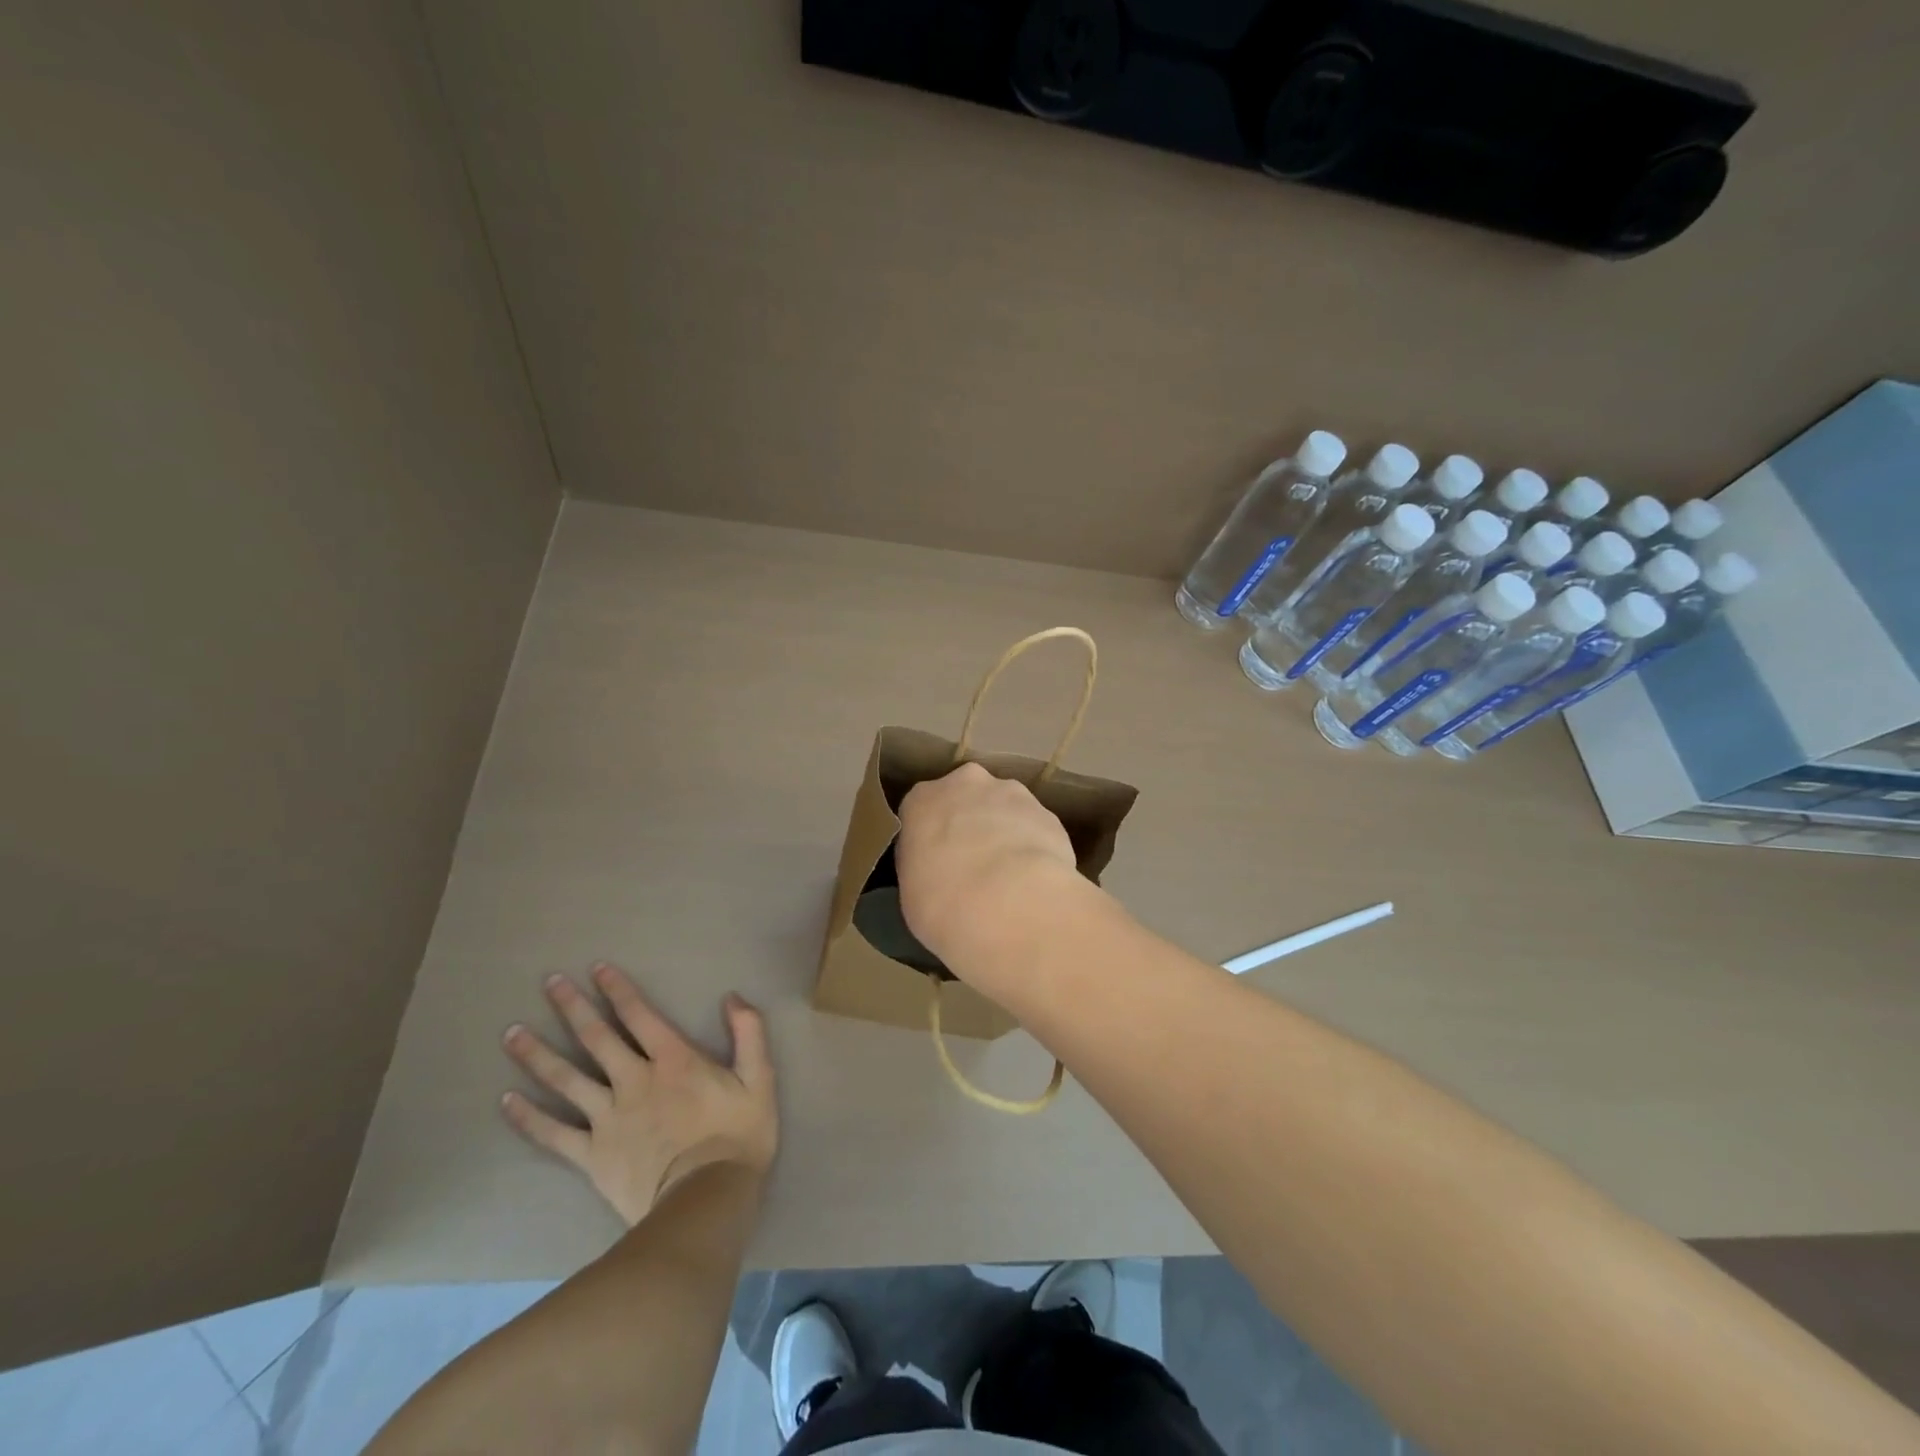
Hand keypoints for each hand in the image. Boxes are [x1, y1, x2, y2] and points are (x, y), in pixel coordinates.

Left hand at [500, 963, 776, 1225]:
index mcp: (673, 1060)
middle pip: (597, 1038)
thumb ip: (749, 1033)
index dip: (617, 990)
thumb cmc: (737, 1137)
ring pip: (566, 1079)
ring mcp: (608, 1118)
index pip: (639, 1015)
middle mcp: (634, 1080)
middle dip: (572, 1007)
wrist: (705, 1201)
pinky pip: (553, 1133)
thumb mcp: (759, 1079)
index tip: (596, 968)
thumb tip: (732, 997)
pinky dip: (528, 1118)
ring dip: (538, 1054)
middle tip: (549, 982)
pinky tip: (506, 1101)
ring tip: (511, 1033)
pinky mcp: (592, 1155)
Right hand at [896, 762, 1082, 972]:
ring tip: (1009, 876)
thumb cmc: (942, 903)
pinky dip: (1034, 848)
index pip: (922, 810)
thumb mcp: (911, 891)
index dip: (930, 837)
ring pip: (1005, 809)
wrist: (1010, 905)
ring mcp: (1013, 794)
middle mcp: (967, 784)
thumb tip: (935, 870)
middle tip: (972, 865)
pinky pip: (1035, 829)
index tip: (935, 862)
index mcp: (923, 799)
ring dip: (1004, 832)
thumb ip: (922, 867)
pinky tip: (1033, 880)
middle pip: (966, 797)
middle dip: (970, 823)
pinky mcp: (1048, 814)